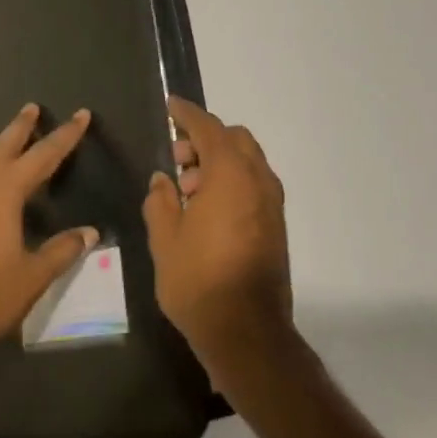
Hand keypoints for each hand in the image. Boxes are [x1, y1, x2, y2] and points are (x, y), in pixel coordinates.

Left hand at [0, 103, 97, 367]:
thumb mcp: (32, 276)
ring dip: (1, 143)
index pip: (42, 156)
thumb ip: (61, 251)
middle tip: (34, 108)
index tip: (81, 115)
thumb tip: (90, 232)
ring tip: (14, 136)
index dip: (65, 137)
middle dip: (22, 127)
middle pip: (4, 146)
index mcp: (4, 193)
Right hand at [143, 97, 292, 383]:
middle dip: (204, 140)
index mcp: (230, 176)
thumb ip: (160, 200)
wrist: (246, 331)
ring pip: (247, 162)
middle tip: (176, 158)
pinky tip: (205, 209)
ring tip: (186, 190)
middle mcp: (258, 182)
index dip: (188, 115)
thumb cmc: (198, 280)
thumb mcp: (165, 238)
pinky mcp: (276, 225)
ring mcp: (272, 204)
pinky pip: (253, 185)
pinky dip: (231, 181)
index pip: (209, 129)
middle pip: (235, 140)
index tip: (171, 106)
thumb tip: (163, 180)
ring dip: (218, 162)